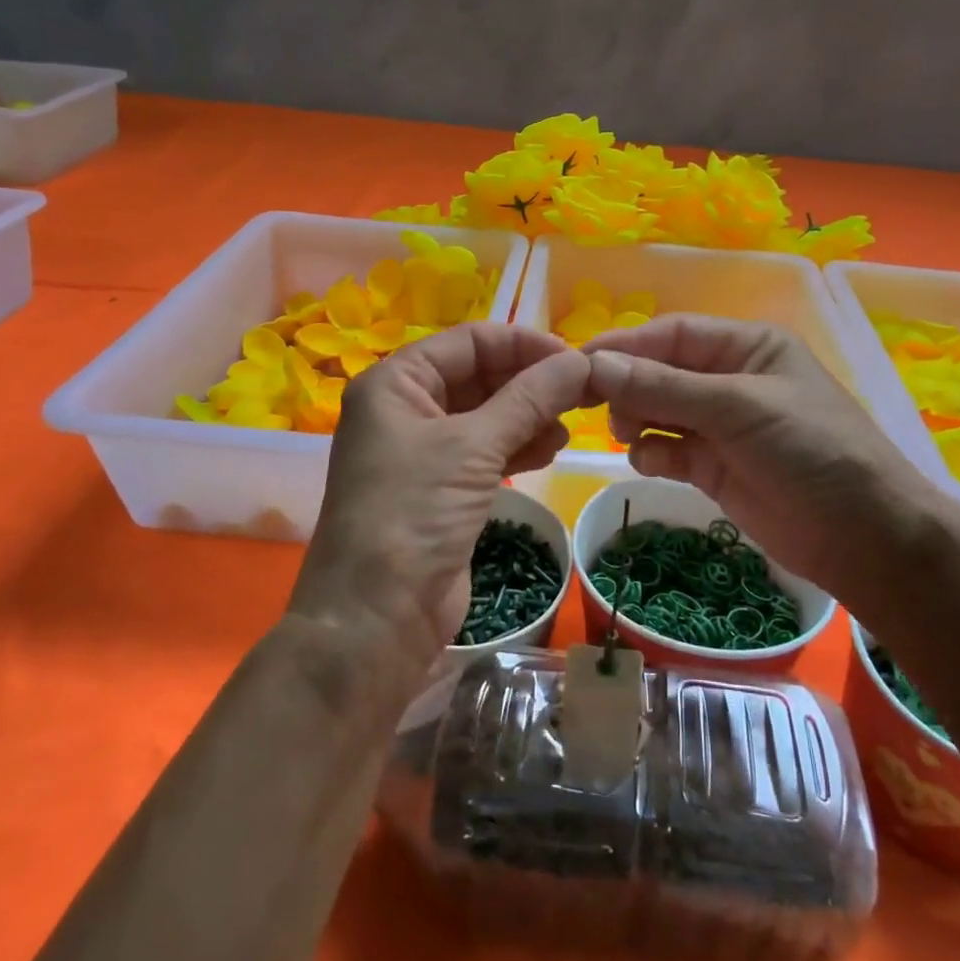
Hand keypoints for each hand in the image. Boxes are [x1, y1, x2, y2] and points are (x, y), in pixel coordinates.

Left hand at [291, 323, 589, 674]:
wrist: (376, 619)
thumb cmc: (413, 514)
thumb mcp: (473, 447)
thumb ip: (529, 399)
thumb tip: (581, 361)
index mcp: (395, 383)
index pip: (468, 341)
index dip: (522, 344)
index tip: (574, 359)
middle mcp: (405, 409)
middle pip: (478, 376)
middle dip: (529, 382)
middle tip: (582, 392)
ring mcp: (423, 452)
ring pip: (487, 415)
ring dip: (529, 415)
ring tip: (571, 425)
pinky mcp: (442, 490)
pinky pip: (487, 452)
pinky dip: (519, 446)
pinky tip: (551, 450)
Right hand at [583, 315, 940, 602]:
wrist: (865, 538)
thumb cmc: (810, 450)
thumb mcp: (738, 408)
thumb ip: (664, 387)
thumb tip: (594, 364)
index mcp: (746, 347)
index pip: (673, 334)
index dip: (626, 344)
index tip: (579, 362)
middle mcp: (730, 380)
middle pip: (661, 371)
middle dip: (628, 385)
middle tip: (592, 406)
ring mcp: (722, 427)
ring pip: (659, 411)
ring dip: (636, 419)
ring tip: (626, 435)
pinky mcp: (714, 468)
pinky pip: (668, 451)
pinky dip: (653, 454)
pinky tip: (650, 463)